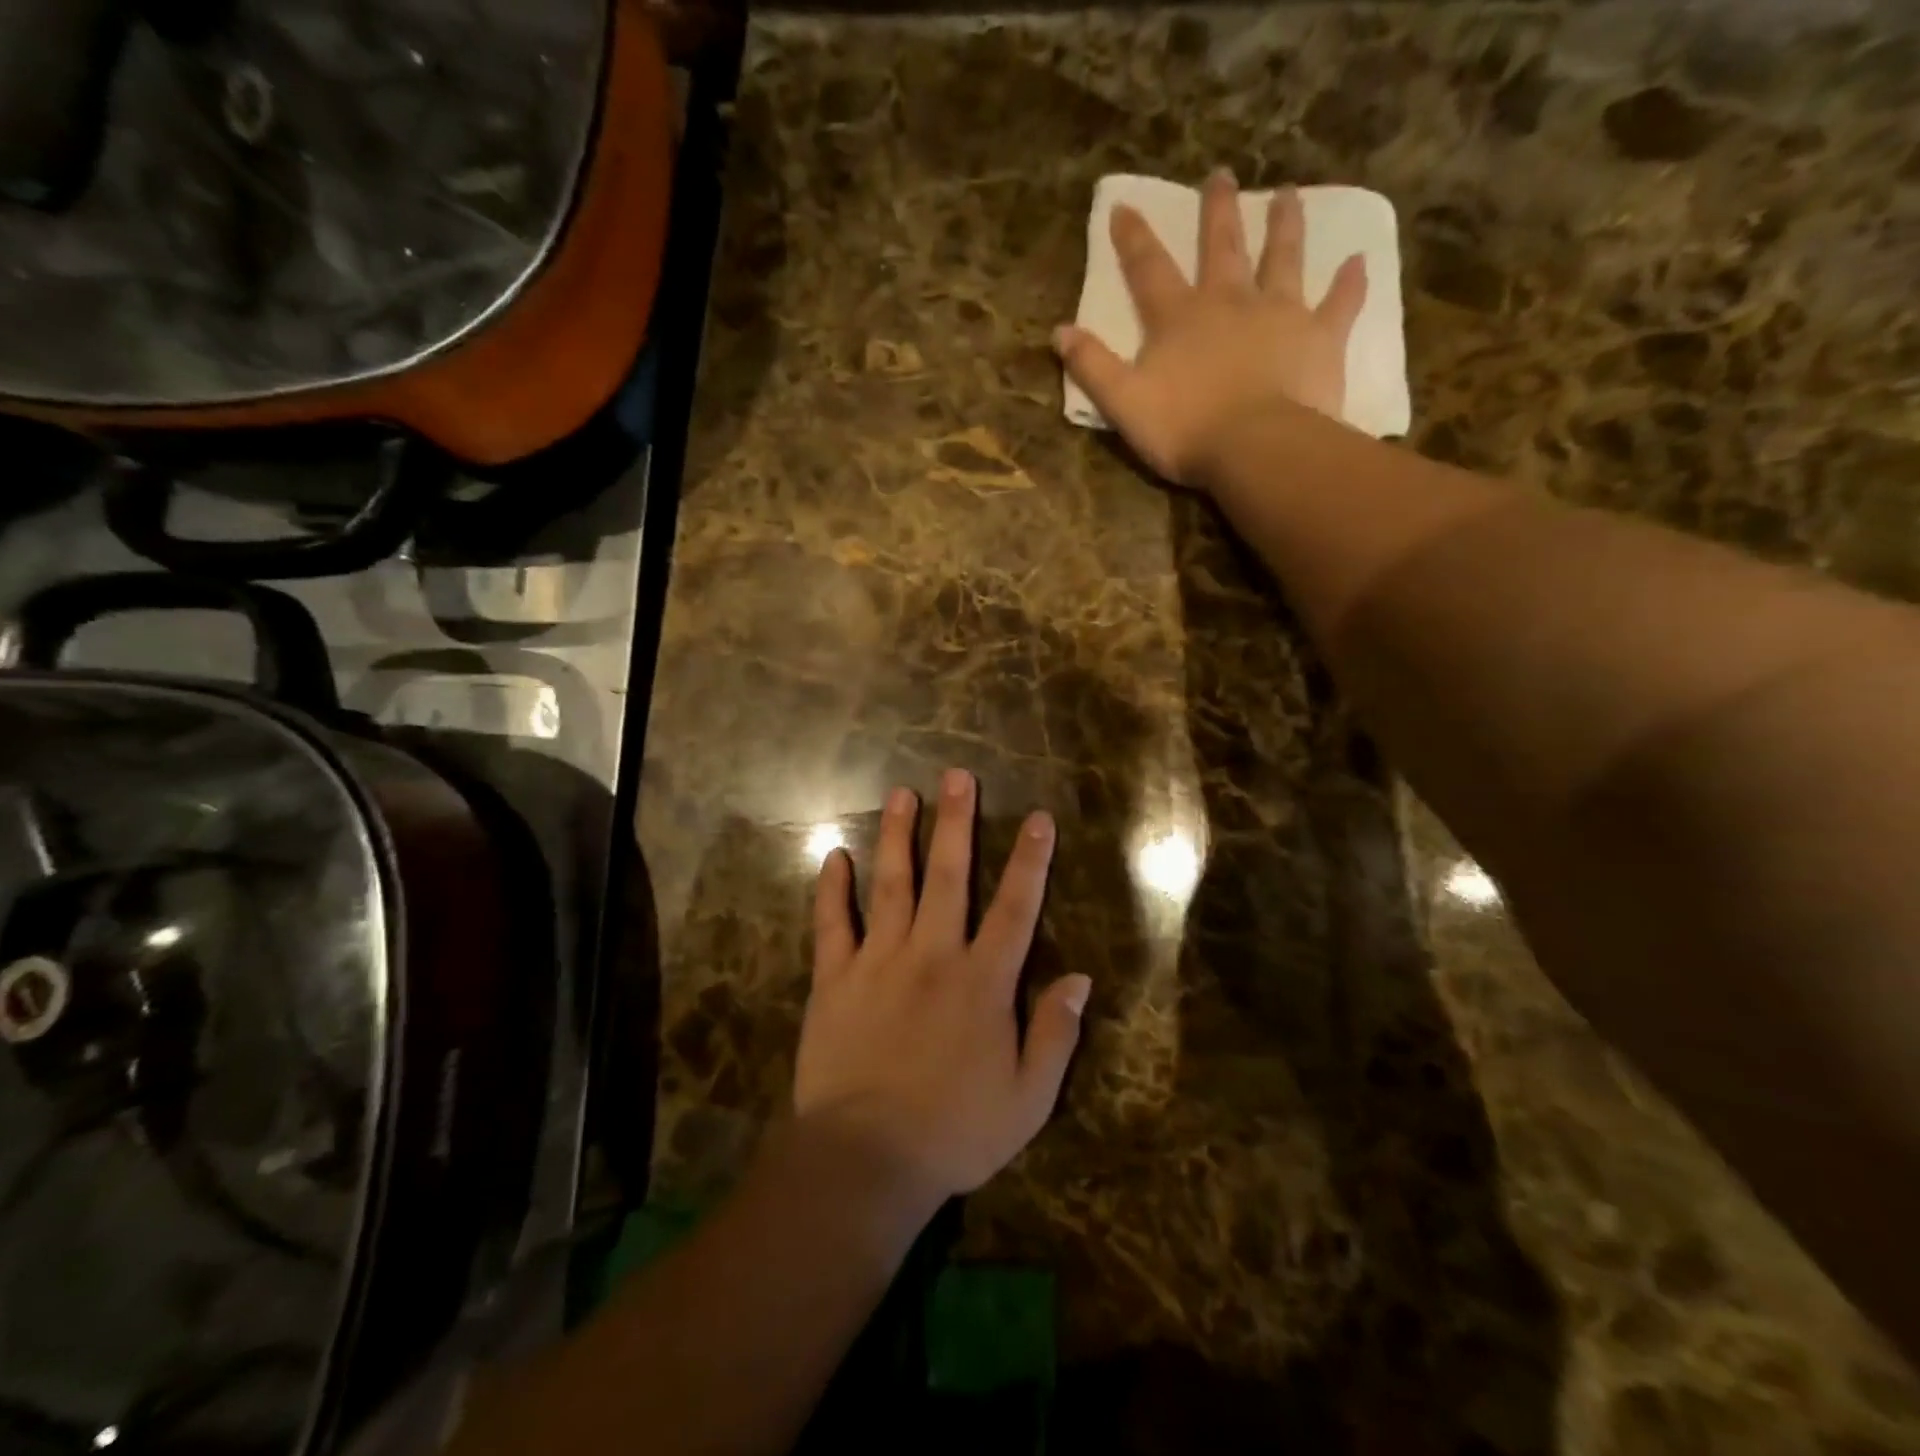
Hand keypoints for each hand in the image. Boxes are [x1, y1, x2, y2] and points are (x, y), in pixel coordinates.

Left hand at [796, 769, 1091, 1204]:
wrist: (865, 1160)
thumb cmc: (955, 1132)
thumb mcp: (1027, 1098)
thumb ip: (1055, 1033)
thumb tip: (1080, 977)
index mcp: (982, 981)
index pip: (1015, 907)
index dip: (1029, 861)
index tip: (1037, 818)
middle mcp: (932, 955)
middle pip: (948, 876)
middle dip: (957, 822)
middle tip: (957, 775)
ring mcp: (879, 961)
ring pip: (891, 884)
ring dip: (898, 835)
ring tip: (902, 793)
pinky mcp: (834, 978)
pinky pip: (832, 923)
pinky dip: (831, 888)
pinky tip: (833, 855)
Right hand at [1054, 169, 1367, 490]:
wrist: (1256, 447)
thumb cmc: (1185, 429)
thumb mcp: (1123, 404)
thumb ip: (1092, 367)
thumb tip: (1059, 331)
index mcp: (1179, 319)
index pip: (1149, 270)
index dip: (1133, 239)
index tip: (1123, 206)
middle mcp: (1229, 302)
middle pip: (1221, 247)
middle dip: (1217, 211)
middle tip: (1222, 175)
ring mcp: (1279, 314)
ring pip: (1282, 258)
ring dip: (1283, 226)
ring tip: (1287, 195)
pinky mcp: (1320, 337)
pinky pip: (1339, 303)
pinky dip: (1349, 283)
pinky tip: (1359, 261)